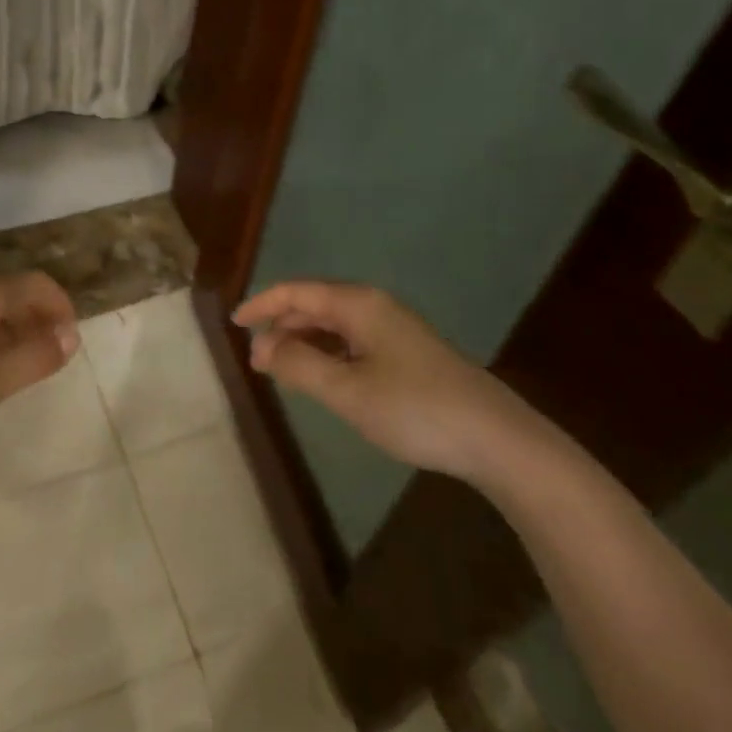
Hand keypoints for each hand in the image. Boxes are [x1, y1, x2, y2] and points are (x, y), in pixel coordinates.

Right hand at [233, 280, 543, 482]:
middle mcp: (374, 307)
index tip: (234, 324)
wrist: (497, 440)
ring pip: (334, 325)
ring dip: (303, 342)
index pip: (296, 292)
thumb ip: (299, 366)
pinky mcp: (407, 353)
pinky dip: (327, 353)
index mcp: (358, 304)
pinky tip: (322, 377)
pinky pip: (352, 341)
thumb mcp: (348, 391)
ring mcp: (394, 329)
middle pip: (314, 305)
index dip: (262, 305)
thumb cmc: (415, 409)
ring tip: (281, 371)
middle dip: (281, 327)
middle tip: (256, 362)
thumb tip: (263, 348)